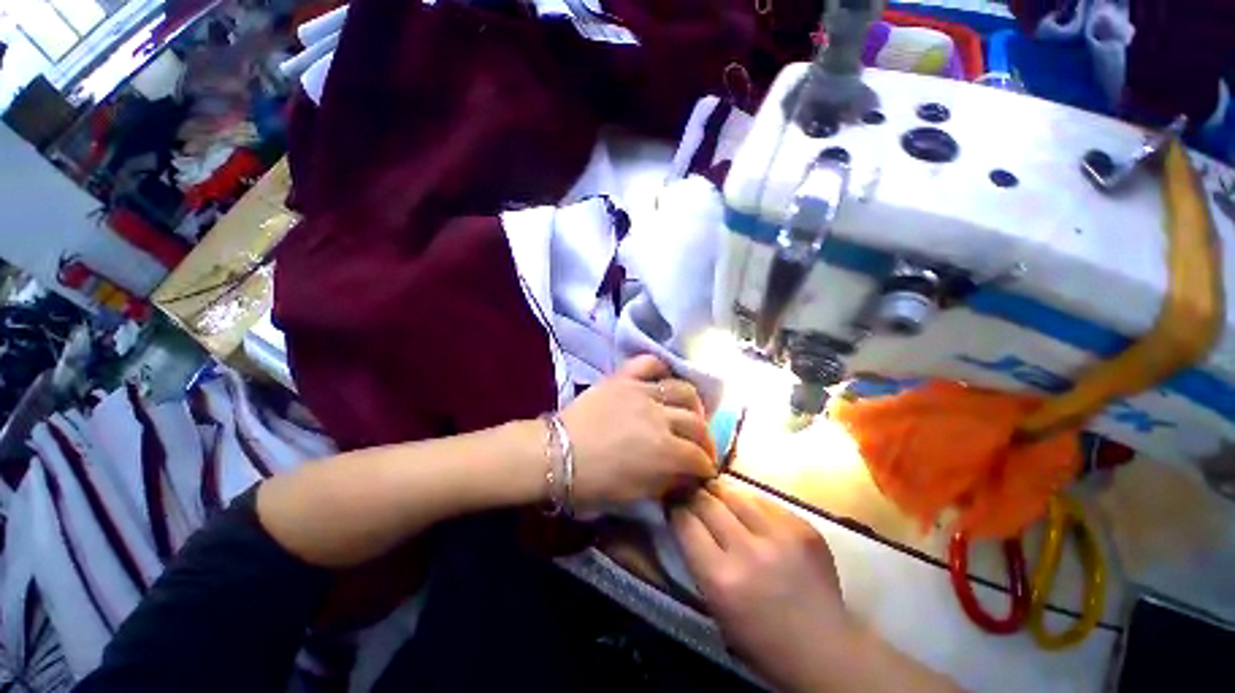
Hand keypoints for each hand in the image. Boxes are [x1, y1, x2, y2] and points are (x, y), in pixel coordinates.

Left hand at [561, 355, 715, 506]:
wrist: (555, 454)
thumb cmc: (593, 482)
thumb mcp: (634, 494)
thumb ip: (666, 482)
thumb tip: (687, 475)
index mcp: (664, 451)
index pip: (698, 456)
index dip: (706, 465)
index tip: (705, 470)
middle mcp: (660, 417)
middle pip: (697, 423)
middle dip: (706, 438)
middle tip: (701, 446)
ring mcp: (642, 392)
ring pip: (682, 390)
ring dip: (694, 404)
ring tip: (691, 412)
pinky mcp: (624, 378)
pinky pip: (649, 364)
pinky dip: (662, 368)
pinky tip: (665, 379)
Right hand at [671, 479, 848, 691]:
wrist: (826, 649)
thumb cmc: (761, 639)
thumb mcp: (716, 607)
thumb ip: (698, 559)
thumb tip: (685, 518)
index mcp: (721, 578)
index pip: (685, 522)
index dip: (676, 508)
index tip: (673, 503)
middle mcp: (748, 550)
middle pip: (707, 501)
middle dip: (694, 495)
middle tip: (691, 494)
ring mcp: (779, 534)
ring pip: (734, 493)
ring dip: (719, 492)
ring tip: (715, 494)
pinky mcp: (802, 525)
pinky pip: (763, 500)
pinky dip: (749, 502)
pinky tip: (748, 510)